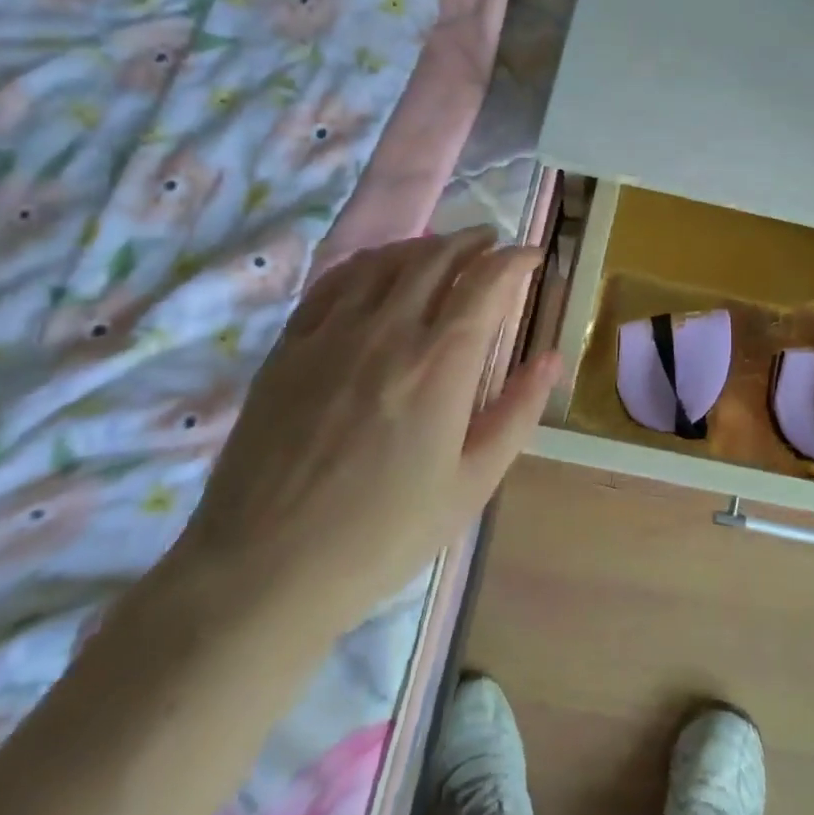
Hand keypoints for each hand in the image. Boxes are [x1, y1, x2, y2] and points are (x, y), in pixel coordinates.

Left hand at [164, 228, 557, 645]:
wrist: (262, 573)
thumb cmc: (382, 536)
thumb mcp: (471, 485)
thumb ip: (517, 412)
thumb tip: (551, 358)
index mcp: (439, 364)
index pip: (486, 282)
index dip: (514, 259)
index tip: (531, 256)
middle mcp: (388, 331)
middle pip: (436, 258)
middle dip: (472, 241)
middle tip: (490, 244)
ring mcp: (331, 333)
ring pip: (385, 261)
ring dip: (423, 246)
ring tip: (442, 251)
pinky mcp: (289, 347)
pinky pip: (333, 282)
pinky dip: (368, 263)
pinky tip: (376, 271)